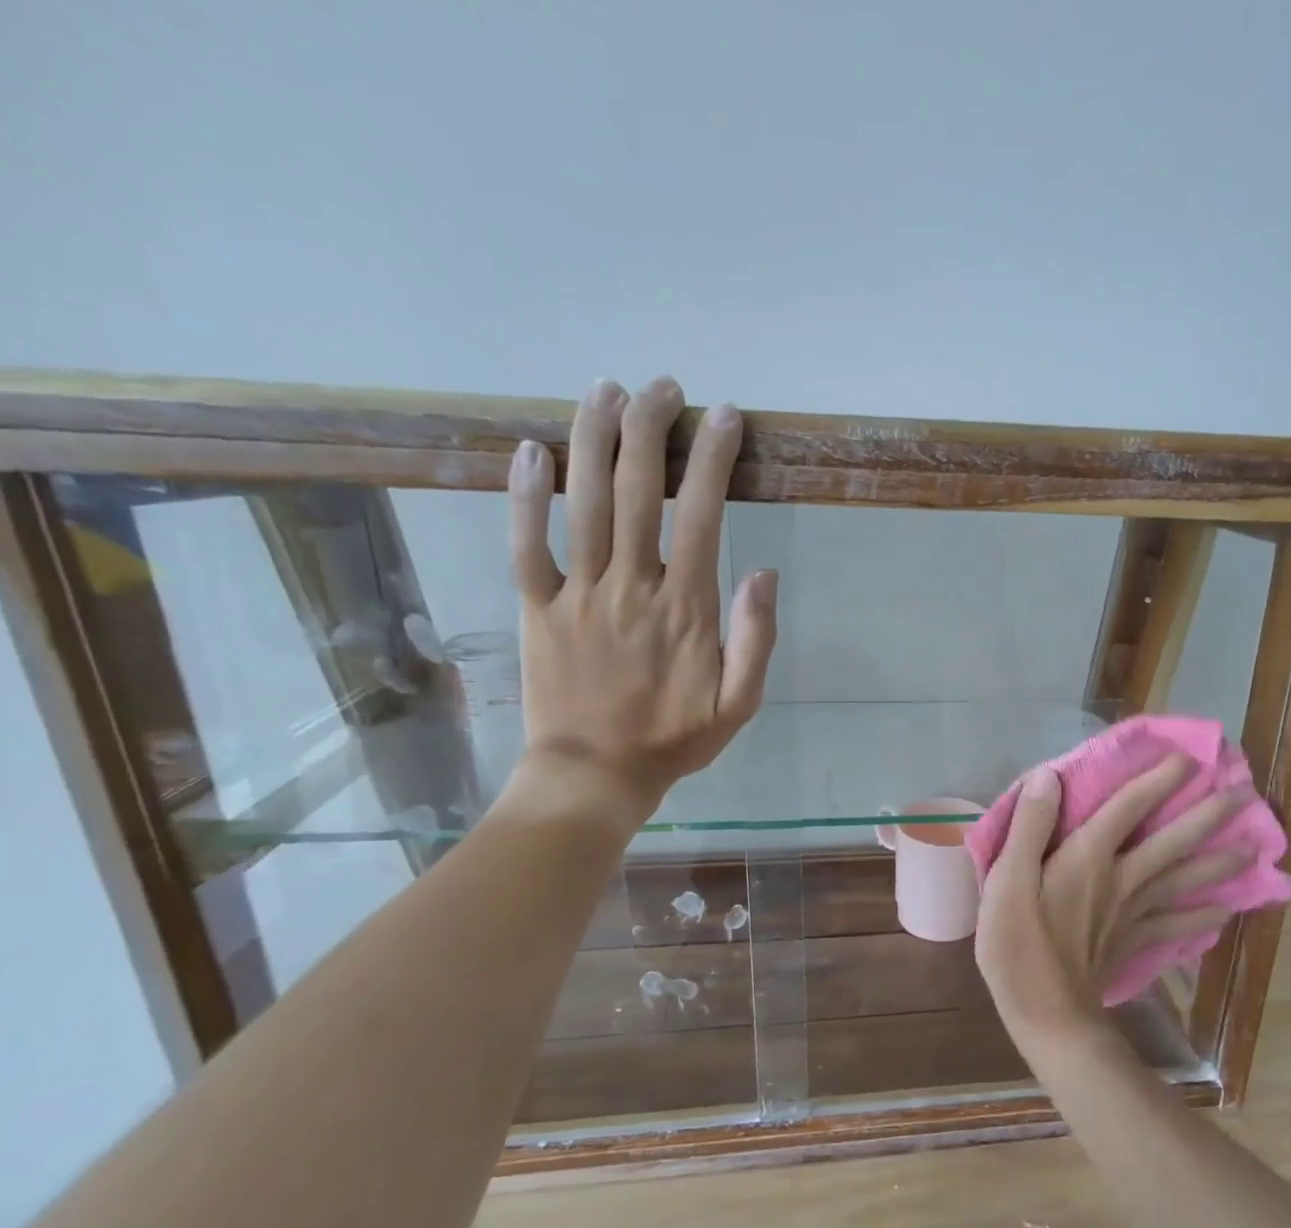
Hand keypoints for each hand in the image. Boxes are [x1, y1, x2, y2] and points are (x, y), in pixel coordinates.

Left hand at [498, 376, 777, 833]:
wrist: (596, 774)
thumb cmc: (675, 739)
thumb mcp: (740, 704)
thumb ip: (756, 639)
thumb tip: (764, 573)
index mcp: (686, 608)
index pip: (703, 516)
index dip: (714, 460)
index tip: (724, 417)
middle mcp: (631, 587)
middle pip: (638, 491)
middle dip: (651, 428)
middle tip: (663, 387)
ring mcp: (578, 594)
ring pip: (582, 503)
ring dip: (594, 440)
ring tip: (606, 391)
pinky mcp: (537, 607)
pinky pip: (525, 544)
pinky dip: (524, 496)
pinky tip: (531, 450)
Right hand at [974, 757, 1253, 1052]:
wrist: (1046, 1015)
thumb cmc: (1018, 945)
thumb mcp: (1007, 881)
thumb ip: (1030, 827)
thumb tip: (1050, 776)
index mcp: (1088, 858)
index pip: (1128, 807)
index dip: (1156, 780)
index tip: (1187, 758)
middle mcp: (1121, 879)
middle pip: (1171, 842)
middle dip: (1207, 816)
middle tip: (1244, 795)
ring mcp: (1132, 913)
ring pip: (1183, 881)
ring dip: (1219, 862)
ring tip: (1253, 848)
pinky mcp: (1134, 943)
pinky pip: (1177, 926)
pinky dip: (1203, 919)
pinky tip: (1227, 911)